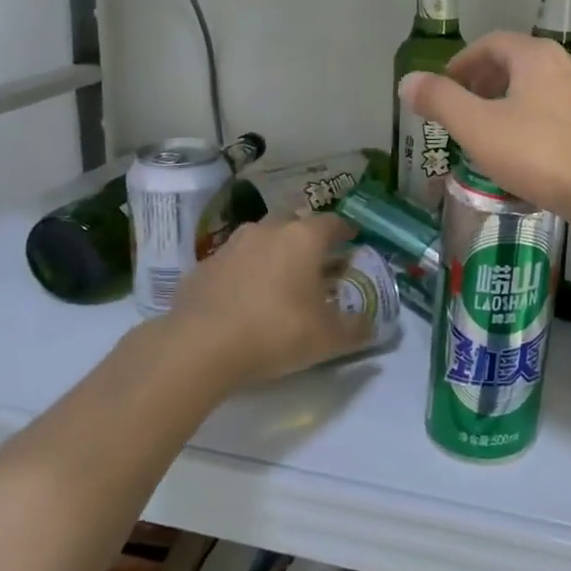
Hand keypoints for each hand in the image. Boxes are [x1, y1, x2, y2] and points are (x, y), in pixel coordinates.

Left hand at [146, 214, 370, 389]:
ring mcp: (231, 246)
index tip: (353, 242)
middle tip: (317, 263)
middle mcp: (268, 230)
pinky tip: (245, 300)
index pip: (333, 223)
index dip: (346, 232)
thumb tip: (371, 325)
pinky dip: (244, 274)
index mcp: (303, 238)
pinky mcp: (202, 268)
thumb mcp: (328, 339)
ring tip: (280, 280)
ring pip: (261, 240)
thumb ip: (356, 329)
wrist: (198, 348)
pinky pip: (234, 263)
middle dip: (308, 240)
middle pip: (295, 224)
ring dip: (273, 254)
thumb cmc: (276, 332)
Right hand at [398, 31, 570, 227]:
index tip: (444, 88)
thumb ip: (442, 102)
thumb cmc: (546, 155)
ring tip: (491, 137)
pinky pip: (561, 115)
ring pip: (541, 91)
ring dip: (511, 106)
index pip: (491, 43)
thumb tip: (408, 80)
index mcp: (537, 56)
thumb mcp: (481, 129)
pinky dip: (536, 125)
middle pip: (518, 64)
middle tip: (463, 112)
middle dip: (485, 84)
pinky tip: (531, 158)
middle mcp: (569, 65)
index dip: (462, 62)